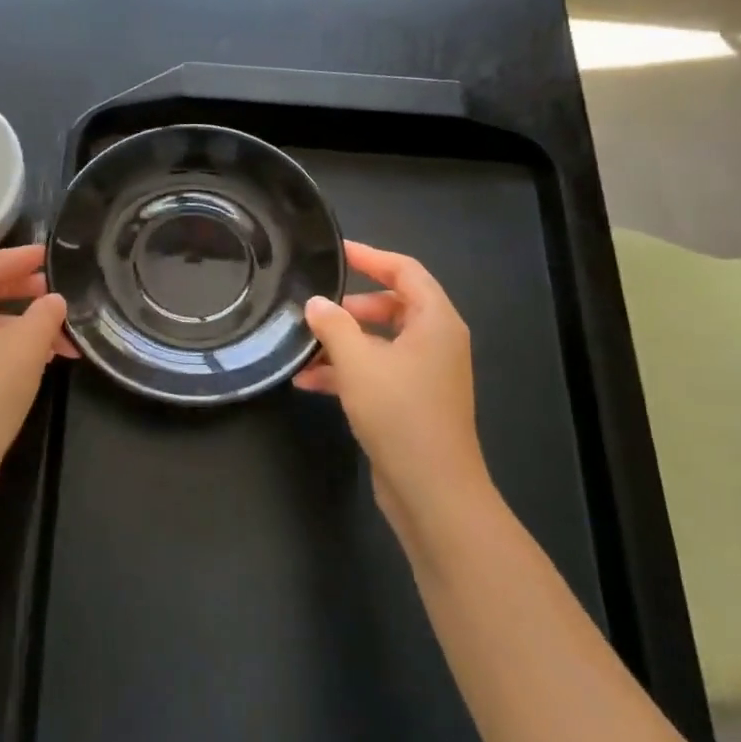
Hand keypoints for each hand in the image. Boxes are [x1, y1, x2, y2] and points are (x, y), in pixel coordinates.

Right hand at [294, 241, 493, 552]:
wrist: (432, 490)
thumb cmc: (400, 413)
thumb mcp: (358, 362)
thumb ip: (333, 325)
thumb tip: (317, 303)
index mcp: (436, 322)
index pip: (405, 270)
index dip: (370, 256)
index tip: (336, 251)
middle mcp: (436, 342)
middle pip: (393, 305)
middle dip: (352, 306)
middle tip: (317, 306)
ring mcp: (426, 374)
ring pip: (381, 341)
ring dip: (343, 341)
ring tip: (304, 345)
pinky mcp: (413, 401)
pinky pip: (378, 371)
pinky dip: (348, 370)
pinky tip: (308, 380)